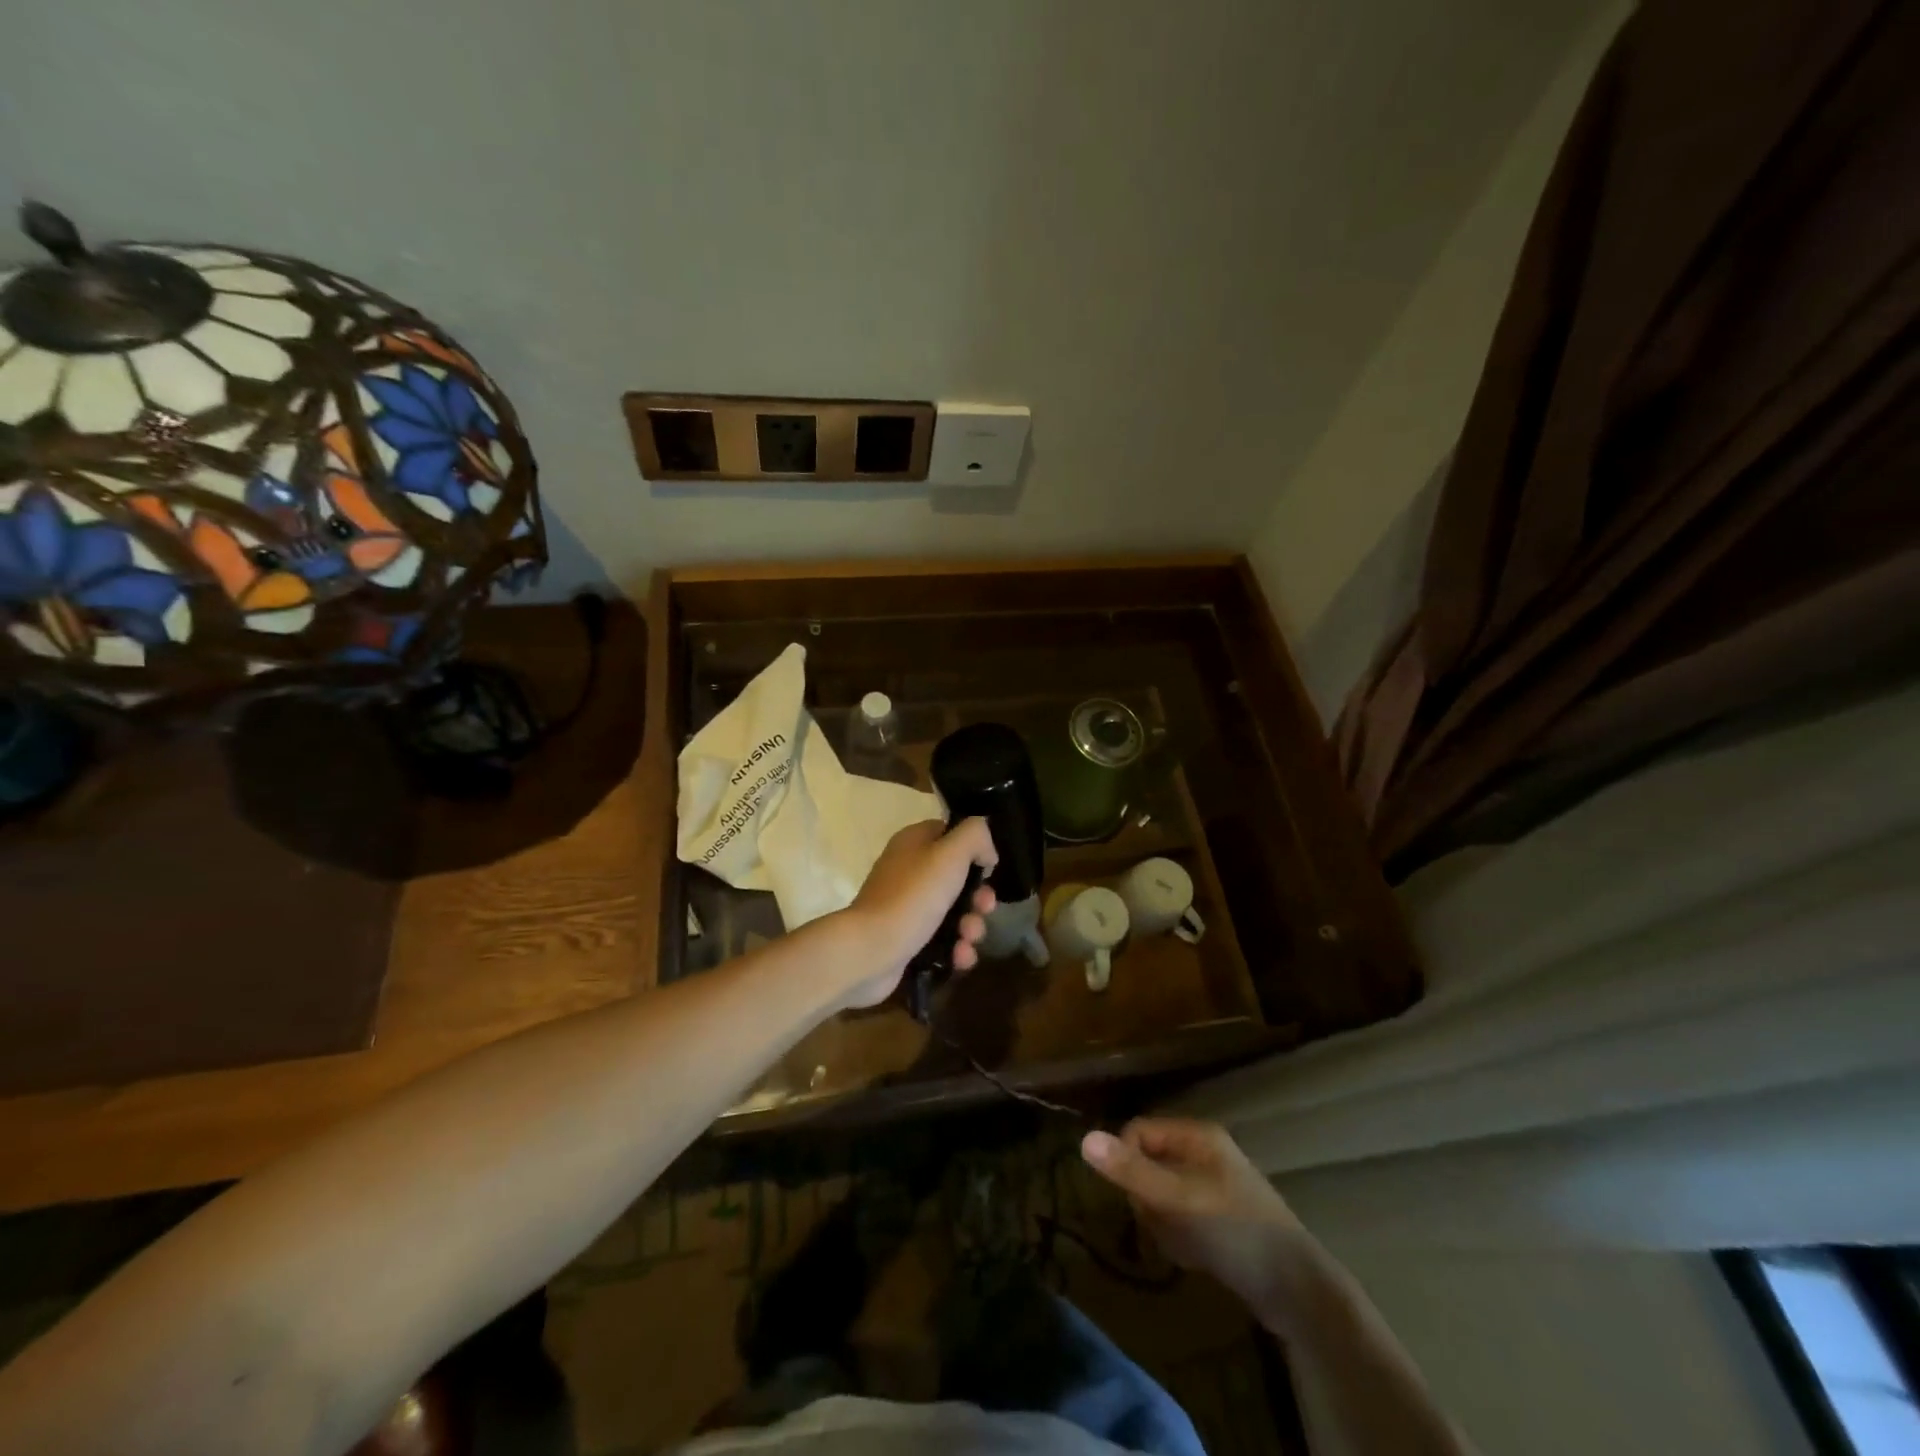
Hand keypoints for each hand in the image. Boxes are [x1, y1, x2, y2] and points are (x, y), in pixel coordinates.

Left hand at [837, 818, 997, 1008]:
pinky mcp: (908, 939)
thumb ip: (975, 836)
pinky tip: (959, 957)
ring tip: (968, 939)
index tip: (989, 867)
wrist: (870, 951)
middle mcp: (909, 871)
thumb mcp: (950, 854)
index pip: (950, 834)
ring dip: (971, 926)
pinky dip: (955, 948)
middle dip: (978, 897)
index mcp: (914, 843)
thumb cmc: (912, 896)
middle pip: (958, 878)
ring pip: (954, 912)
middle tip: (984, 908)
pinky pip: (943, 940)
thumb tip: (986, 851)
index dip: (974, 849)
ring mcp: (907, 907)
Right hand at [1082, 1118, 1317, 1313]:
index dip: (1127, 1162)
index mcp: (1196, 1135)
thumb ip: (1132, 1171)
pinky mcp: (1219, 1217)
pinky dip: (1179, 1237)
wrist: (1298, 1292)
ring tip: (1185, 1244)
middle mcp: (1203, 1151)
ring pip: (1160, 1195)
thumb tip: (1083, 1139)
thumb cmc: (1236, 1232)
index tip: (1136, 1198)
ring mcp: (1212, 1185)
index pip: (1137, 1131)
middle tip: (1165, 1224)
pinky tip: (1197, 1257)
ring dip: (1163, 1223)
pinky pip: (1178, 1217)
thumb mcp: (1179, 1200)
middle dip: (1148, 1199)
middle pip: (1146, 1164)